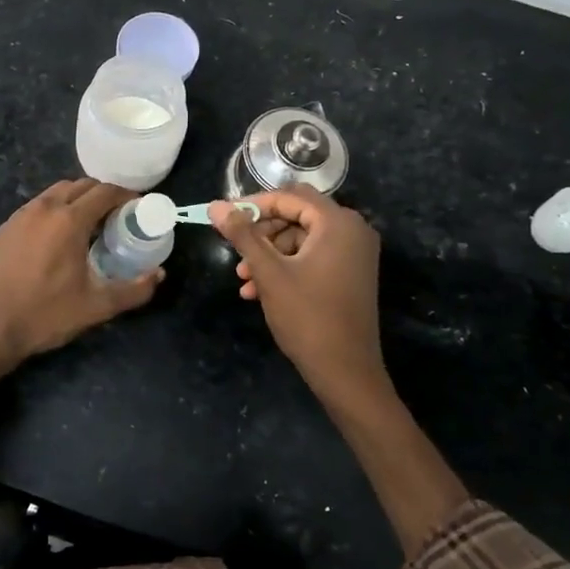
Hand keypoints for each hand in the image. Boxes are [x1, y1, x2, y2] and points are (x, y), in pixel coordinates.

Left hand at [0, 180, 162, 388]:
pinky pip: (36, 206)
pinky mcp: (5, 228)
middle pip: (80, 185)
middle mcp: (44, 208)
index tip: (137, 207)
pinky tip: (57, 236)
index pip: (104, 192)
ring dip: (76, 199)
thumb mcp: (97, 306)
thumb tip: (158, 275)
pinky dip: (54, 210)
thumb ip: (134, 290)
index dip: (125, 195)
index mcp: (69, 221)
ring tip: (88, 225)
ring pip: (56, 192)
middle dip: (102, 195)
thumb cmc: (47, 315)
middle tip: (116, 217)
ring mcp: (20, 216)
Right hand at [211, 187, 385, 400]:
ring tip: (244, 280)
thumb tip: (215, 206)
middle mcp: (352, 231)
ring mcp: (354, 254)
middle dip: (261, 233)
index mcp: (338, 223)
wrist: (346, 371)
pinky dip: (286, 267)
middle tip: (235, 252)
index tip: (225, 218)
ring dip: (269, 254)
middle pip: (297, 215)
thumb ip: (242, 234)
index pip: (290, 197)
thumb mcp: (268, 272)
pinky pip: (313, 257)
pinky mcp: (351, 273)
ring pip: (301, 239)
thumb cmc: (307, 316)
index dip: (254, 204)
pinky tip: (259, 291)